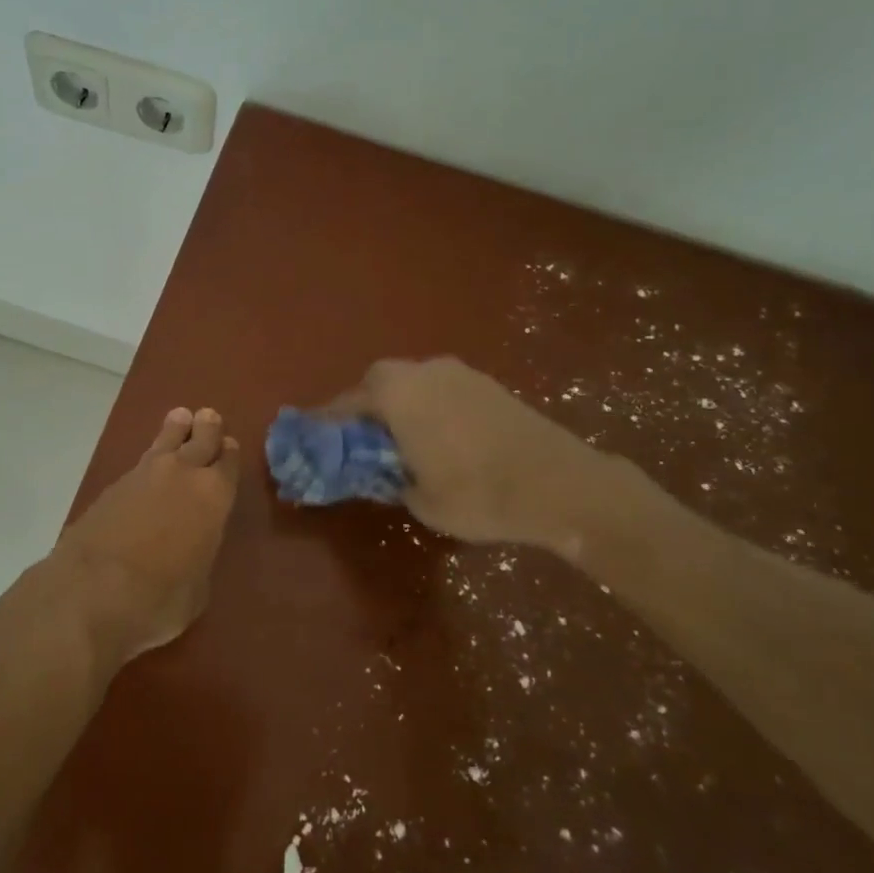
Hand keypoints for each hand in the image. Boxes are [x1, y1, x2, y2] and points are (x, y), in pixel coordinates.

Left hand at [54, 407, 239, 661]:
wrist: (92, 590)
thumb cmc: (159, 598)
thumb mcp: (197, 587)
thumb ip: (200, 555)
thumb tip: (192, 548)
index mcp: (214, 496)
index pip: (228, 463)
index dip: (229, 454)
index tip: (229, 446)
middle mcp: (183, 474)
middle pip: (200, 439)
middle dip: (207, 428)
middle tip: (209, 417)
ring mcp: (144, 475)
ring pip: (166, 441)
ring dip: (176, 429)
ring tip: (180, 418)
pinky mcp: (112, 485)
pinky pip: (141, 462)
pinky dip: (151, 457)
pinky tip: (151, 463)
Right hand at [328, 357, 643, 558]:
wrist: (560, 484)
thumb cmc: (478, 493)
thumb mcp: (421, 500)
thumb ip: (392, 479)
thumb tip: (387, 472)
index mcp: (397, 395)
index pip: (346, 403)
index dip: (327, 421)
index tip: (313, 436)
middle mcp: (423, 372)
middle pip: (379, 381)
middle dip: (365, 406)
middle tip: (362, 439)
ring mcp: (459, 373)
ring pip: (412, 381)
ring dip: (399, 403)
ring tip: (400, 439)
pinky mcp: (486, 383)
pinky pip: (441, 388)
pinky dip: (429, 406)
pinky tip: (438, 435)